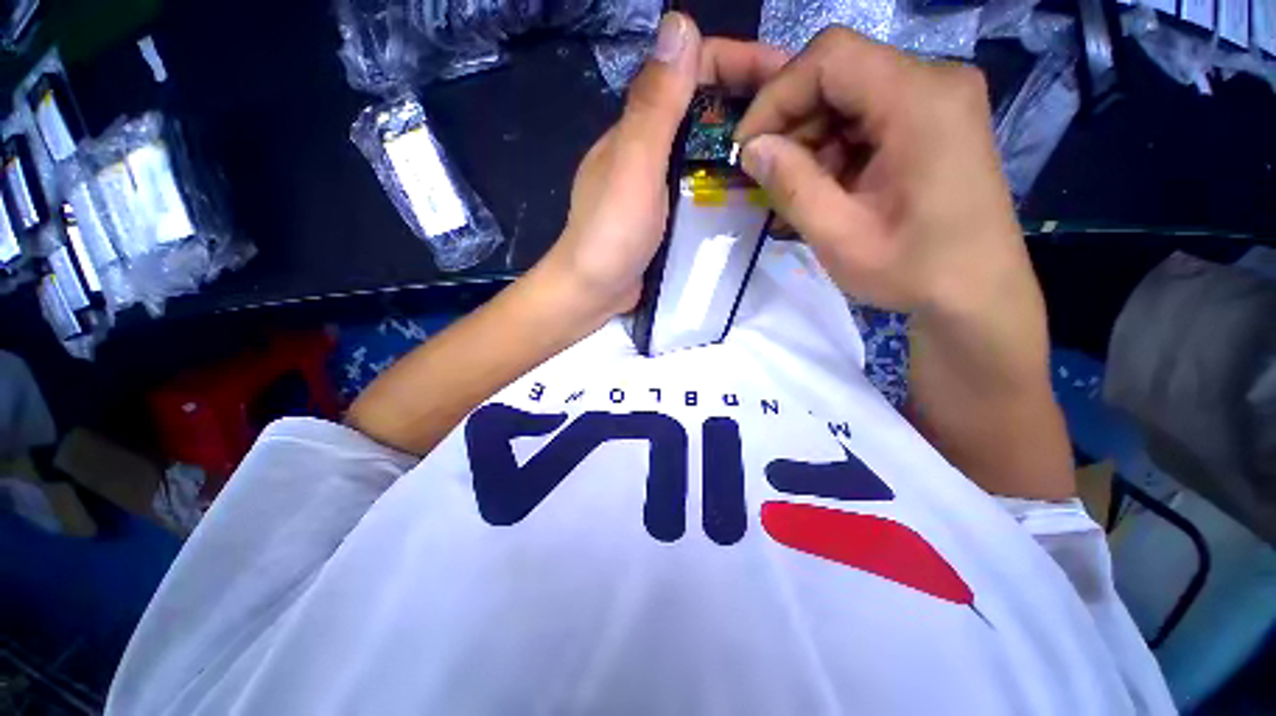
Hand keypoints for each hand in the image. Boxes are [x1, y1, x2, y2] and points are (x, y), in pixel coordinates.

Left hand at [539, 15, 786, 320]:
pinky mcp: (664, 212)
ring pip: (705, 146)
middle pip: (704, 106)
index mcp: (639, 125)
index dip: (740, 60)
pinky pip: (701, 183)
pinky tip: (750, 192)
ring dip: (741, 143)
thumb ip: (655, 104)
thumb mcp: (634, 166)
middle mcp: (648, 146)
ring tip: (783, 156)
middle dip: (749, 101)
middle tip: (797, 122)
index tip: (788, 74)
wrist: (593, 291)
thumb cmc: (611, 233)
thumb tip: (678, 22)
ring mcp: (656, 182)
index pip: (693, 69)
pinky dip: (726, 179)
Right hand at [734, 28, 1031, 322]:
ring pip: (849, 93)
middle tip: (768, 175)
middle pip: (840, 71)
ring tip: (798, 188)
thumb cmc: (914, 270)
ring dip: (811, 138)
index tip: (747, 147)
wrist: (976, 292)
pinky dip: (835, 146)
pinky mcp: (933, 119)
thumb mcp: (839, 236)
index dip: (777, 96)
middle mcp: (935, 81)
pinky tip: (827, 185)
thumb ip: (791, 186)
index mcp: (919, 100)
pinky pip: (867, 114)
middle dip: (792, 121)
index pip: (830, 57)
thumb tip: (751, 148)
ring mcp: (938, 98)